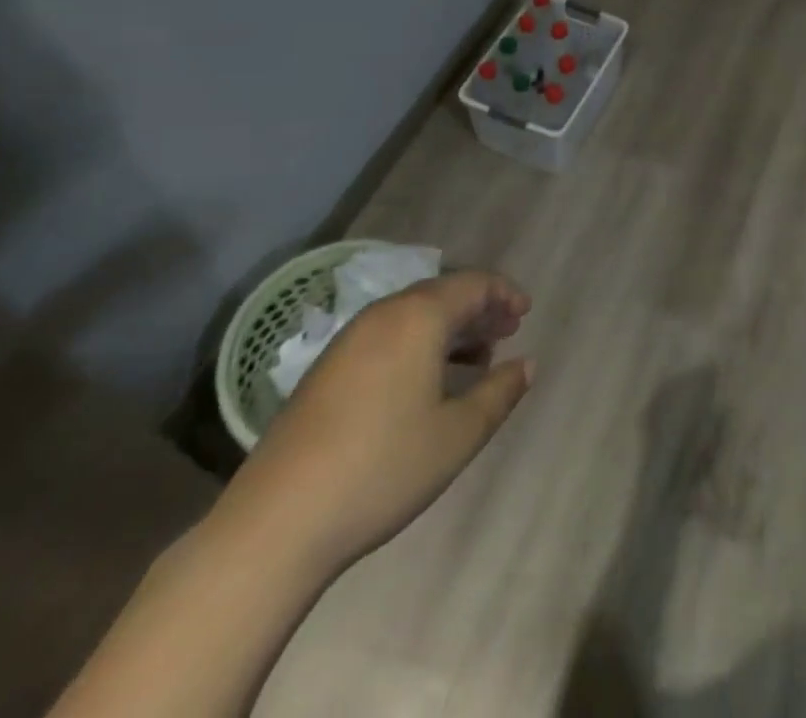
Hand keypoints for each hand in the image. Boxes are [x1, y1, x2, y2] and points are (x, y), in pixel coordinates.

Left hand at [214, 270, 533, 579]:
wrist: (278, 521)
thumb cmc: (383, 468)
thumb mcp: (457, 434)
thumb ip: (499, 392)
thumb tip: (527, 363)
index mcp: (418, 317)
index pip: (473, 284)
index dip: (504, 293)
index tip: (526, 313)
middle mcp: (384, 315)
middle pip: (442, 294)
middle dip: (479, 309)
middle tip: (508, 332)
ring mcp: (349, 340)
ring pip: (413, 315)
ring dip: (450, 328)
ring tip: (477, 359)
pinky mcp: (328, 368)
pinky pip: (388, 335)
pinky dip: (420, 344)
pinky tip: (429, 382)